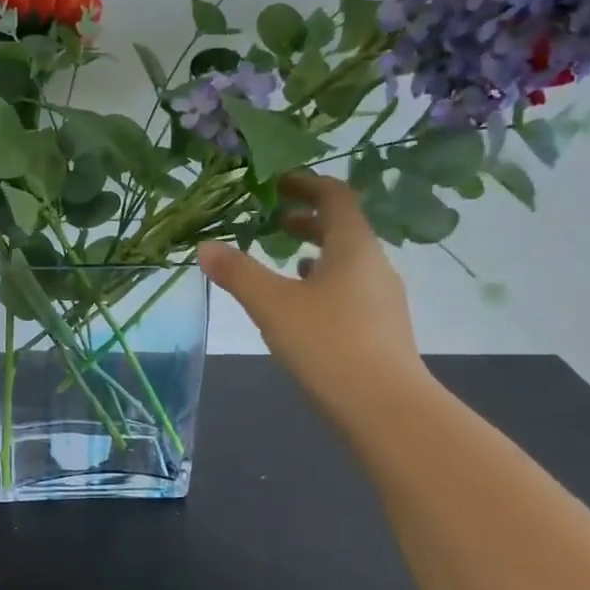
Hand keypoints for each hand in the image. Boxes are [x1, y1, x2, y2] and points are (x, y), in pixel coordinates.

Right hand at [198, 174, 429, 422]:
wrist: (384, 406)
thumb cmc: (327, 343)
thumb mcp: (272, 305)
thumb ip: (238, 273)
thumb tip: (205, 247)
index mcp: (353, 247)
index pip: (336, 197)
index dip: (306, 184)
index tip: (277, 183)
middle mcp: (375, 265)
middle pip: (344, 228)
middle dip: (308, 220)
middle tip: (273, 222)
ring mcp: (383, 299)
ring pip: (348, 262)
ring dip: (317, 254)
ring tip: (286, 262)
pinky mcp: (381, 329)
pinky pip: (351, 291)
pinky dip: (325, 285)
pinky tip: (306, 307)